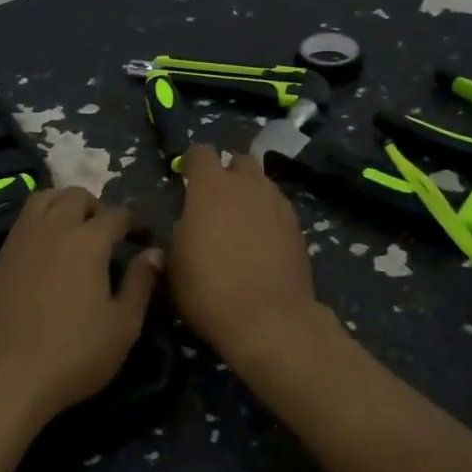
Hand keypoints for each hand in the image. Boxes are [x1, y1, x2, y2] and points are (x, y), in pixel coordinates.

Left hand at [0, 187, 161, 429]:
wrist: (3, 378)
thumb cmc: (72, 356)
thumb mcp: (123, 327)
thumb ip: (140, 284)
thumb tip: (155, 253)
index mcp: (88, 241)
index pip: (118, 214)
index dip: (136, 224)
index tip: (145, 241)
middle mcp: (53, 228)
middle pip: (77, 196)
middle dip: (98, 207)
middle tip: (109, 235)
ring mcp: (21, 239)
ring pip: (44, 198)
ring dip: (65, 205)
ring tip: (76, 232)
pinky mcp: (0, 256)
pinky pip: (24, 221)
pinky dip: (41, 222)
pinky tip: (49, 252)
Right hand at [168, 145, 322, 364]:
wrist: (267, 319)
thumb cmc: (208, 288)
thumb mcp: (174, 264)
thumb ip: (177, 236)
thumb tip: (179, 233)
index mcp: (211, 186)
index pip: (201, 152)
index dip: (191, 162)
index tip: (185, 178)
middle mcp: (247, 185)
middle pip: (239, 161)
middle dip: (227, 172)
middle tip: (215, 199)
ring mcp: (277, 204)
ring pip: (262, 183)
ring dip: (249, 193)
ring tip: (240, 221)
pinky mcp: (298, 227)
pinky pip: (278, 208)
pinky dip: (267, 216)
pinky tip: (261, 242)